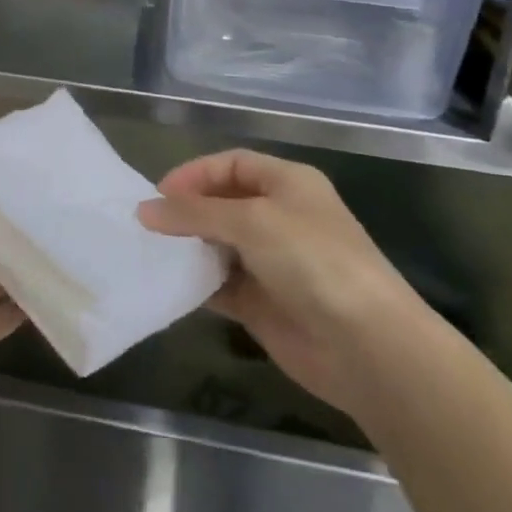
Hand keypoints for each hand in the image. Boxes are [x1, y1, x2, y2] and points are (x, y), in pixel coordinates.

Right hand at [138, 150, 422, 414]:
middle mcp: (281, 217)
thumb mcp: (250, 221)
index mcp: (288, 183)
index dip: (195, 173)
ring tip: (153, 252)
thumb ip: (194, 213)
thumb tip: (144, 211)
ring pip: (219, 244)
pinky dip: (198, 283)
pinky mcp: (264, 304)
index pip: (232, 164)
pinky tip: (172, 284)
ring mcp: (273, 262)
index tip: (158, 194)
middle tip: (150, 225)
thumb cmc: (312, 261)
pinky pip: (222, 285)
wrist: (366, 346)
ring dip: (189, 247)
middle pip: (223, 203)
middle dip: (188, 211)